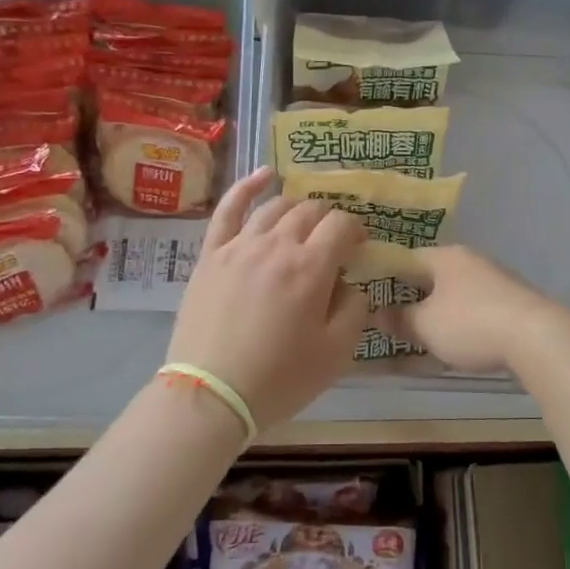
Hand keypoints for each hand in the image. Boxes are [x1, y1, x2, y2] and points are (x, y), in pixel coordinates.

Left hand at [165, 167, 370, 429]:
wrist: (210, 394)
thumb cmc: (279, 378)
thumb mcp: (336, 354)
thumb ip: (354, 310)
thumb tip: (352, 284)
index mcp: (311, 267)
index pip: (341, 225)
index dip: (356, 230)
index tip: (359, 246)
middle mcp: (276, 245)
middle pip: (310, 211)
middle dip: (329, 219)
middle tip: (333, 239)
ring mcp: (239, 245)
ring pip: (275, 207)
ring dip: (297, 207)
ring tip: (306, 218)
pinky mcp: (211, 254)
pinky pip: (229, 209)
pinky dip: (247, 186)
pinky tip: (264, 174)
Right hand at [393, 245, 562, 374]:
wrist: (537, 338)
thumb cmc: (471, 324)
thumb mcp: (425, 326)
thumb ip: (400, 319)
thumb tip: (380, 316)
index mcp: (445, 256)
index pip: (406, 257)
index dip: (386, 275)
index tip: (371, 296)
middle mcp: (471, 260)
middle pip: (432, 275)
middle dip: (413, 297)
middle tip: (393, 320)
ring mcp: (496, 279)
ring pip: (455, 293)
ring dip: (439, 312)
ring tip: (422, 336)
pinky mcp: (513, 302)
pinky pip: (476, 309)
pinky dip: (462, 323)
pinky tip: (457, 343)